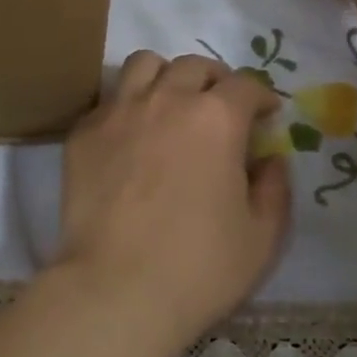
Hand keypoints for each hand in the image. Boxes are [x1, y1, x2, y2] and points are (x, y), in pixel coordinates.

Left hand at [54, 52, 290, 355]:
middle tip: (220, 108)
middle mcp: (165, 100)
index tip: (266, 115)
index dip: (262, 97)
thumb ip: (275, 189)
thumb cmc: (199, 268)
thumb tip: (271, 160)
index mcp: (216, 119)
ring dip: (164, 77)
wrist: (115, 290)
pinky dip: (126, 108)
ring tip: (170, 105)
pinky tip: (130, 140)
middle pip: (193, 66)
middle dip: (215, 81)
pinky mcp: (82, 135)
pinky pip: (107, 102)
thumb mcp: (262, 237)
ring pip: (143, 66)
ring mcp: (117, 113)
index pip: (246, 85)